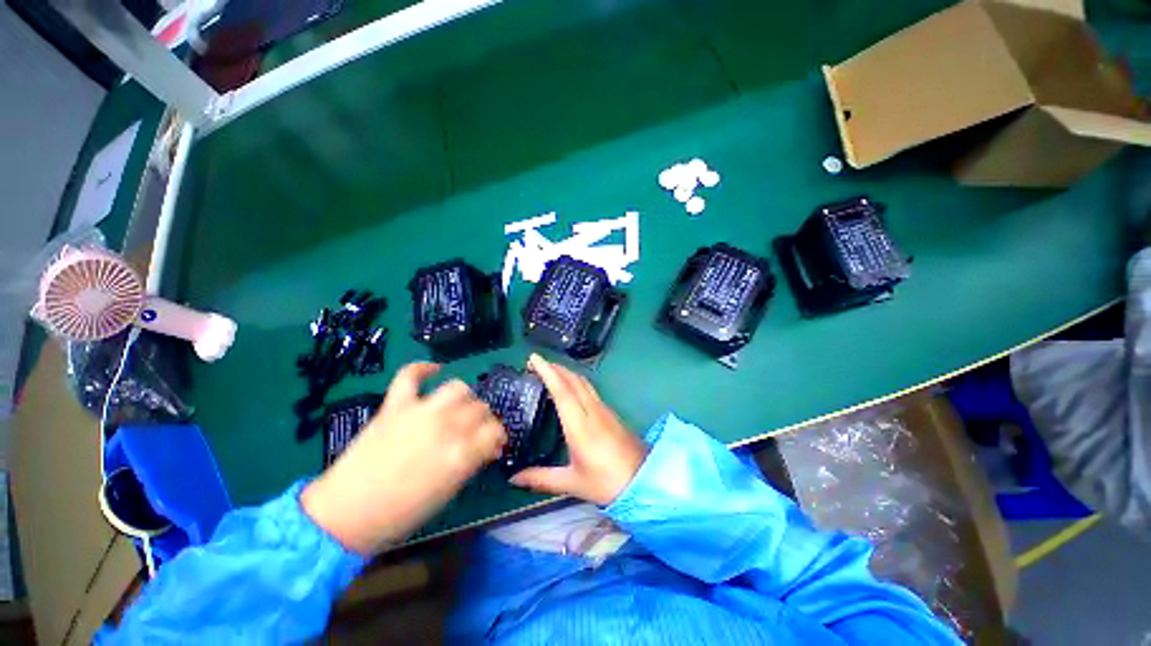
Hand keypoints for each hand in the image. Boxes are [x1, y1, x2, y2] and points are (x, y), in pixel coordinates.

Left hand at [301, 363, 505, 554]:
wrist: (346, 514)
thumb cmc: (401, 513)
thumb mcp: (448, 492)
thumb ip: (472, 462)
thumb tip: (488, 447)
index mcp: (461, 454)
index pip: (495, 431)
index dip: (498, 437)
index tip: (494, 445)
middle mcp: (446, 427)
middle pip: (480, 409)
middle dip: (483, 421)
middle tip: (475, 432)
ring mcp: (420, 412)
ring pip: (458, 388)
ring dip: (465, 397)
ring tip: (459, 408)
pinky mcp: (395, 405)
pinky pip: (410, 375)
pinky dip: (423, 368)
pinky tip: (434, 370)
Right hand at [510, 354, 647, 505]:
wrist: (644, 479)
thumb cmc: (607, 482)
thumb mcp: (573, 482)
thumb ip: (542, 479)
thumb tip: (514, 478)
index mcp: (580, 425)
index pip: (562, 390)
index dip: (547, 372)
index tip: (534, 359)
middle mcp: (592, 410)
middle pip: (572, 380)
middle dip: (554, 367)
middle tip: (535, 363)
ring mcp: (603, 409)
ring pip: (582, 382)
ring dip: (565, 372)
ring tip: (549, 370)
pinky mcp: (610, 412)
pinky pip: (589, 388)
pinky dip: (575, 380)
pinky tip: (569, 387)